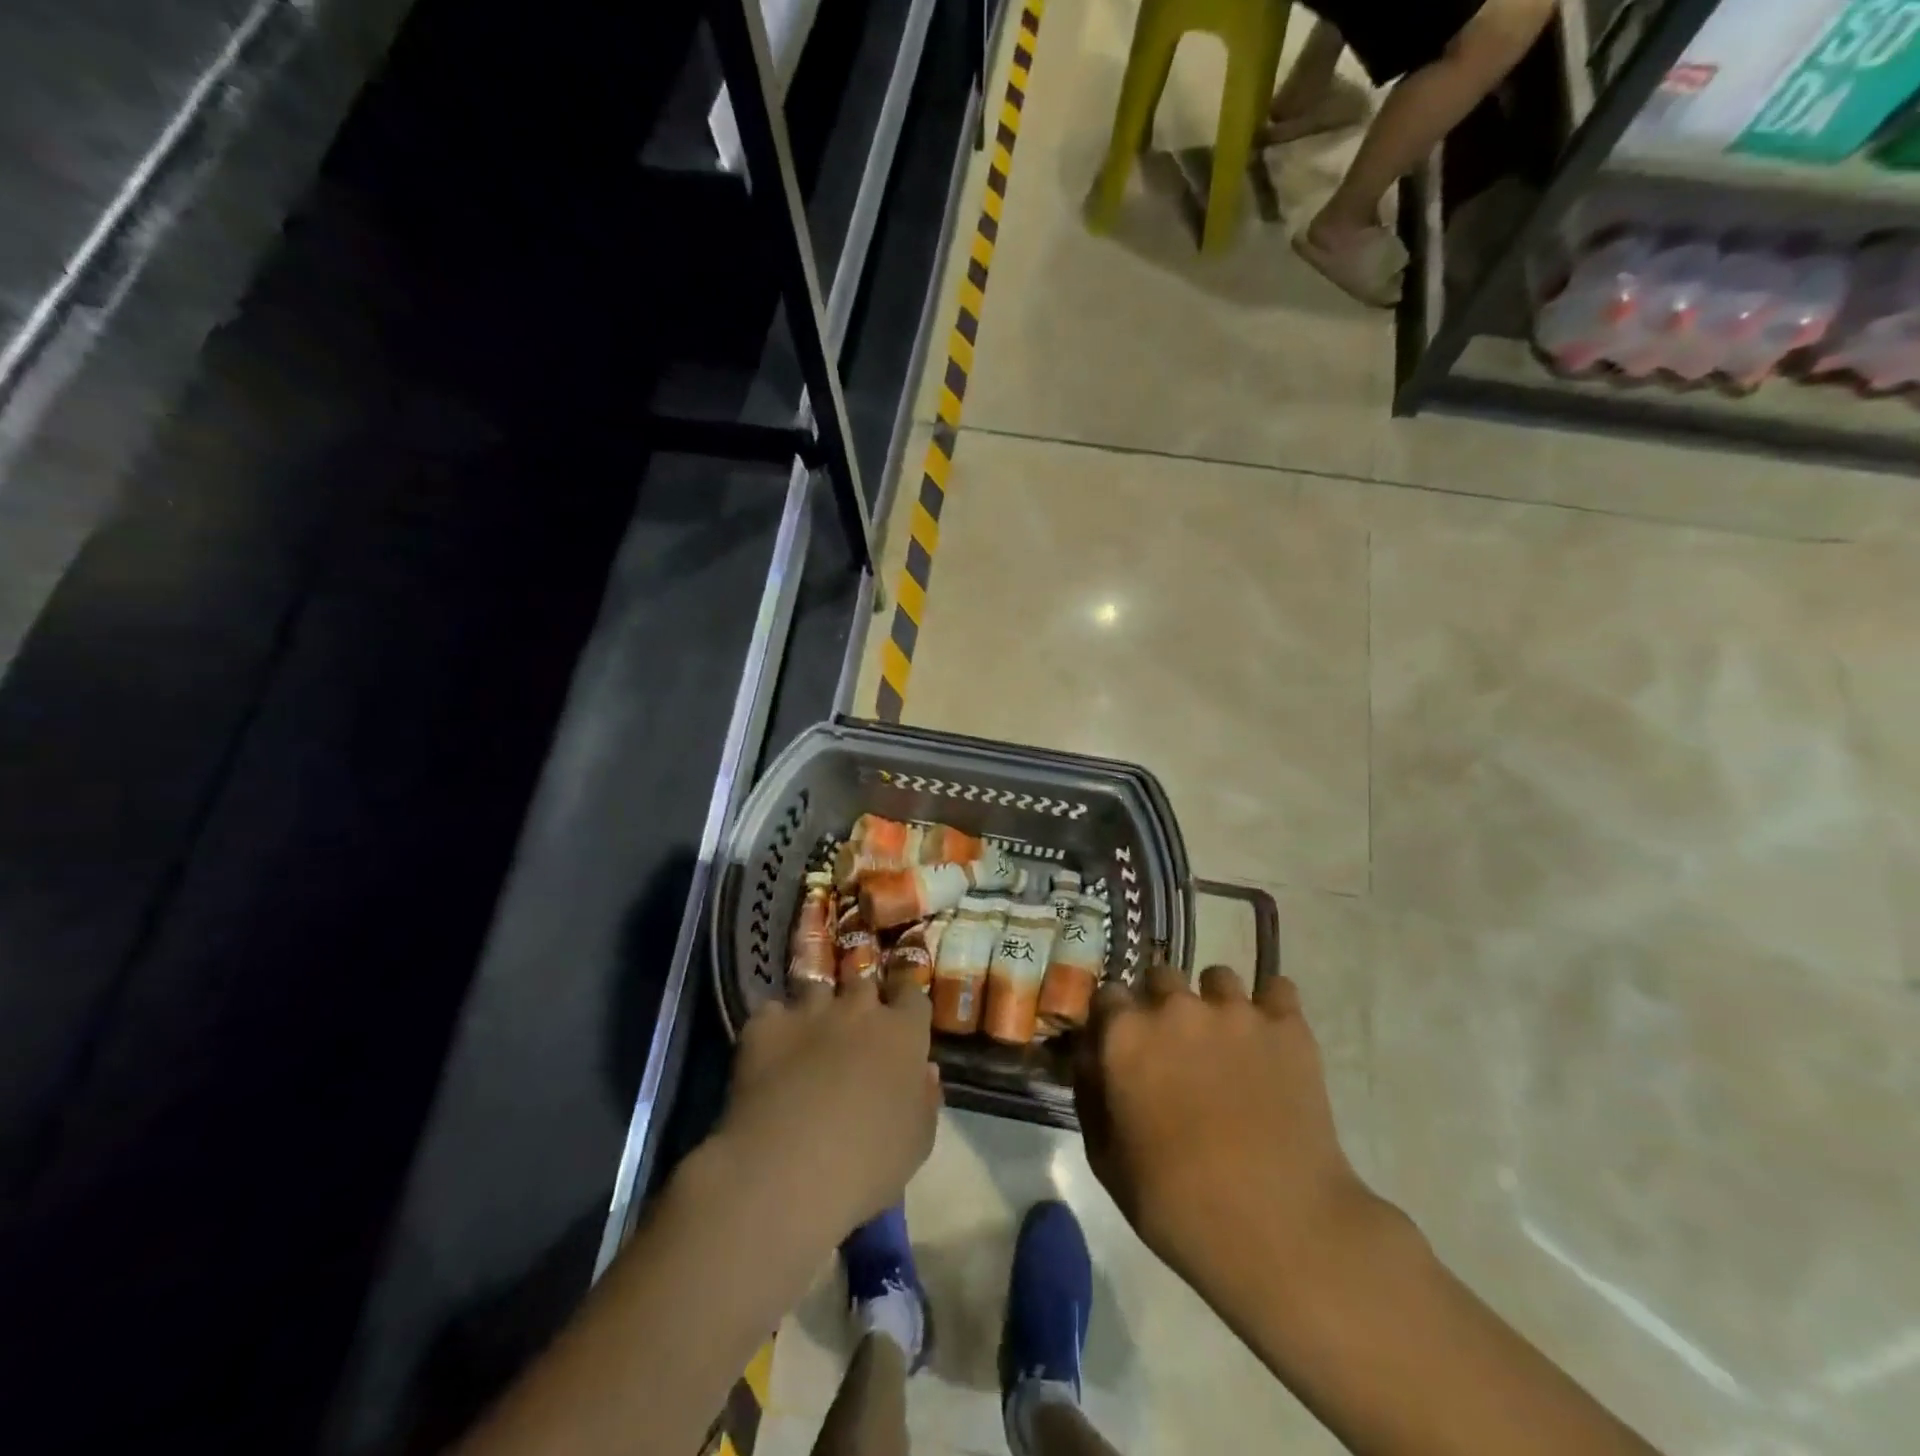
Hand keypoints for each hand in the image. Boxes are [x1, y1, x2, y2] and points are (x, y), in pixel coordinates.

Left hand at [717, 971, 941, 1243]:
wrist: (789, 1168)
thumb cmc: (869, 1162)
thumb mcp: (917, 1142)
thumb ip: (925, 1099)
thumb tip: (926, 1071)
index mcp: (903, 1033)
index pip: (912, 994)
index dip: (906, 1000)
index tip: (901, 1014)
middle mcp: (859, 1009)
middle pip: (864, 982)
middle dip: (861, 997)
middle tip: (854, 1023)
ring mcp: (810, 1012)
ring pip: (816, 987)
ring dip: (817, 1005)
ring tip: (810, 1031)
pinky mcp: (766, 1025)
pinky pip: (771, 1011)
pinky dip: (773, 1026)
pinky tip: (770, 1049)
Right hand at [1073, 958, 1380, 1302]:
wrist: (1278, 1229)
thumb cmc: (1176, 1204)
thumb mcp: (1105, 1160)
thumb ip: (1090, 1094)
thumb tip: (1090, 1057)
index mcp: (1125, 1035)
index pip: (1108, 995)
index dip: (1115, 1019)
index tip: (1124, 1044)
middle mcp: (1174, 1006)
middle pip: (1161, 977)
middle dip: (1163, 1004)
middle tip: (1176, 1047)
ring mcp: (1233, 1011)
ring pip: (1217, 978)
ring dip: (1215, 1002)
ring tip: (1227, 1041)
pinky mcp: (1286, 1025)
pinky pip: (1278, 988)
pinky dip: (1272, 1007)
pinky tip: (1271, 1035)